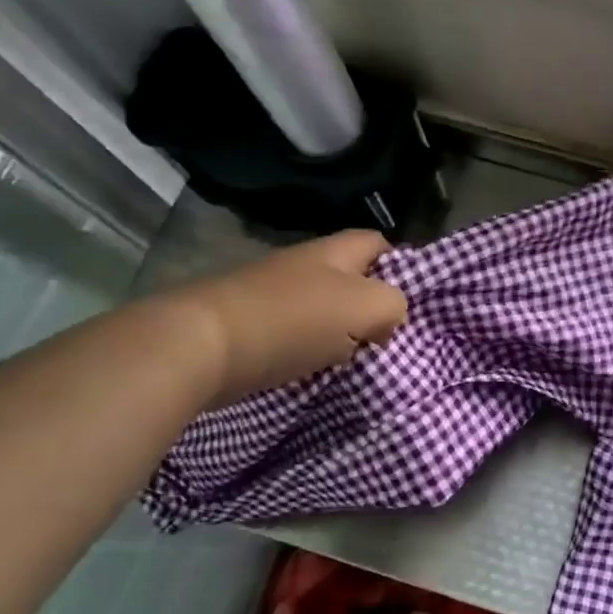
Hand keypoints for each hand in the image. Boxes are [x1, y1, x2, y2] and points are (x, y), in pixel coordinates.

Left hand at [171, 231, 407, 402]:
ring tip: (356, 360)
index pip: (379, 243)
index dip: (401, 265)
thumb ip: (393, 306)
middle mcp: (304, 266)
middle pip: (350, 280)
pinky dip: (308, 352)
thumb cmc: (291, 320)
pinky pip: (294, 335)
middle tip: (387, 337)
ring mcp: (272, 295)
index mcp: (334, 252)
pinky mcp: (249, 326)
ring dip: (340, 334)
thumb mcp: (365, 307)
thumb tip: (387, 320)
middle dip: (370, 306)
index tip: (412, 301)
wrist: (200, 347)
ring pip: (323, 310)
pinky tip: (316, 371)